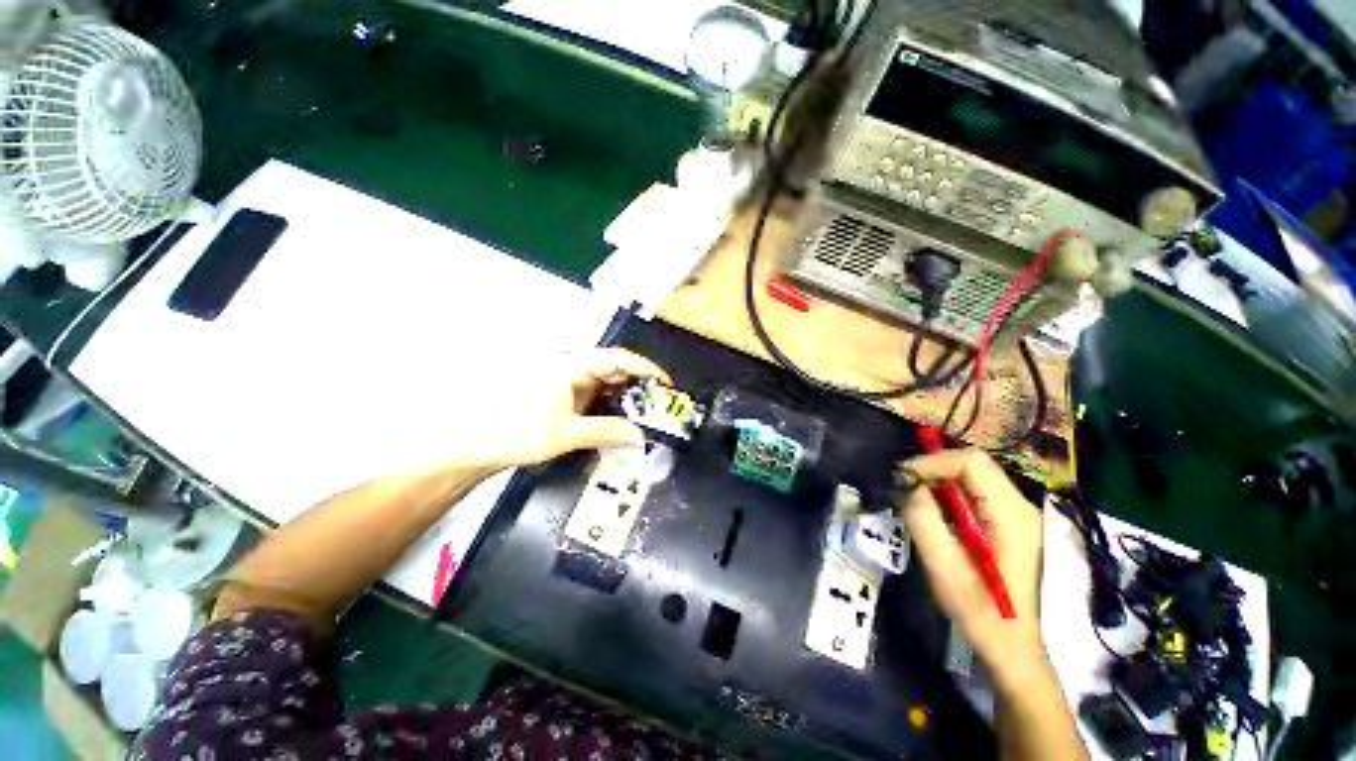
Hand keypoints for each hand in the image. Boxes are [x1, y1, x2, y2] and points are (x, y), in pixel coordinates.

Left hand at [471, 347, 671, 468]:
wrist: (479, 444)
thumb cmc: (519, 432)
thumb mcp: (567, 434)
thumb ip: (607, 432)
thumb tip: (641, 436)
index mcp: (572, 367)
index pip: (617, 359)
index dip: (645, 368)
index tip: (666, 384)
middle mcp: (573, 369)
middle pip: (615, 368)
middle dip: (641, 383)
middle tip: (661, 403)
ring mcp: (569, 382)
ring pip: (608, 381)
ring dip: (629, 395)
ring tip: (648, 411)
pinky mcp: (566, 396)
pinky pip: (598, 394)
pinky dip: (614, 403)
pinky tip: (624, 417)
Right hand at [898, 449, 1045, 679]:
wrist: (1012, 644)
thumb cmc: (979, 610)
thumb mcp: (943, 567)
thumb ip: (923, 520)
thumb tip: (909, 486)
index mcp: (1011, 516)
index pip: (971, 462)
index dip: (932, 463)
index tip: (903, 479)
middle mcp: (1020, 506)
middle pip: (973, 463)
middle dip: (933, 468)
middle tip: (904, 487)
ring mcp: (1018, 513)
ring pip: (973, 474)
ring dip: (939, 480)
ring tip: (914, 499)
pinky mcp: (1009, 522)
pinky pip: (975, 490)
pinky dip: (948, 492)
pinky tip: (935, 512)